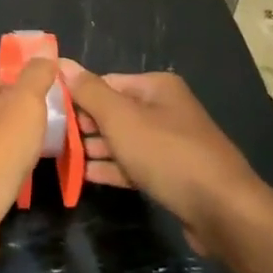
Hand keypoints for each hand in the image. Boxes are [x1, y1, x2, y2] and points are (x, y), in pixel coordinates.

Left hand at [0, 60, 55, 272]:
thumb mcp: (24, 104)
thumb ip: (37, 77)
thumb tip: (45, 55)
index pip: (6, 81)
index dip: (32, 94)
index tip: (55, 111)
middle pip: (3, 114)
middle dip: (28, 127)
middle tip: (52, 139)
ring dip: (19, 156)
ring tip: (40, 164)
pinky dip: (7, 180)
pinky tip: (20, 188)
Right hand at [59, 61, 265, 253]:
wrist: (223, 211)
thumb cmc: (168, 154)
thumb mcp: (122, 119)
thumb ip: (90, 91)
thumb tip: (62, 62)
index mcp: (156, 87)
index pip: (106, 83)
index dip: (77, 95)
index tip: (48, 111)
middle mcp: (165, 109)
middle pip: (115, 111)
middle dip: (84, 124)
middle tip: (50, 137)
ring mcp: (171, 143)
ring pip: (124, 140)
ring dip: (95, 148)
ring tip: (61, 157)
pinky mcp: (173, 175)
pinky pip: (134, 165)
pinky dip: (112, 168)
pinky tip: (85, 176)